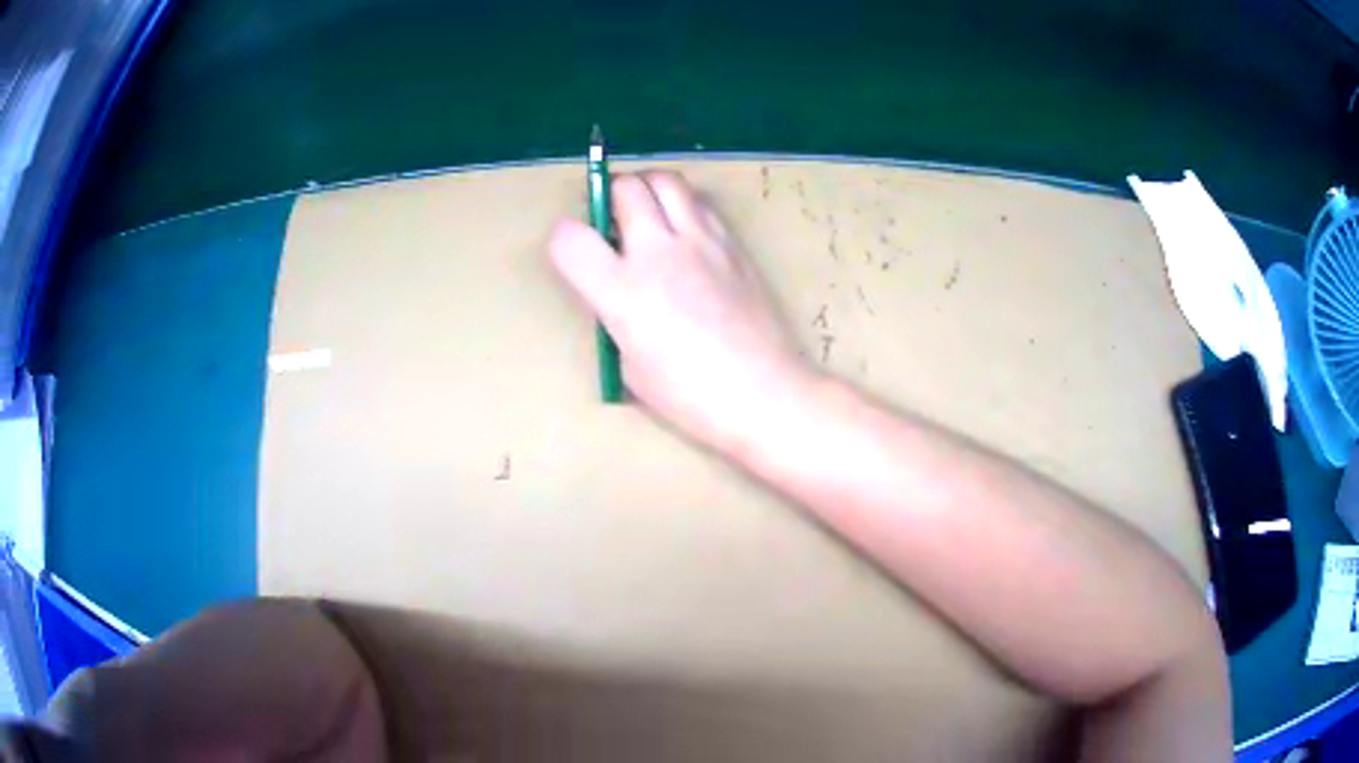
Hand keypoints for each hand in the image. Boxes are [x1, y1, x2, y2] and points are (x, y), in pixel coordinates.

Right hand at [550, 171, 809, 449]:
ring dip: (648, 189)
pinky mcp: (733, 245)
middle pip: (625, 187)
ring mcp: (702, 242)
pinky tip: (685, 237)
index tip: (575, 256)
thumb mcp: (631, 368)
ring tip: (650, 217)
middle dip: (609, 197)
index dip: (564, 242)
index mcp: (623, 292)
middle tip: (614, 223)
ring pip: (667, 180)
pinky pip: (700, 203)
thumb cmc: (693, 398)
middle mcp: (659, 254)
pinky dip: (683, 207)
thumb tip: (617, 293)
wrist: (765, 394)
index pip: (569, 238)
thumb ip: (616, 319)